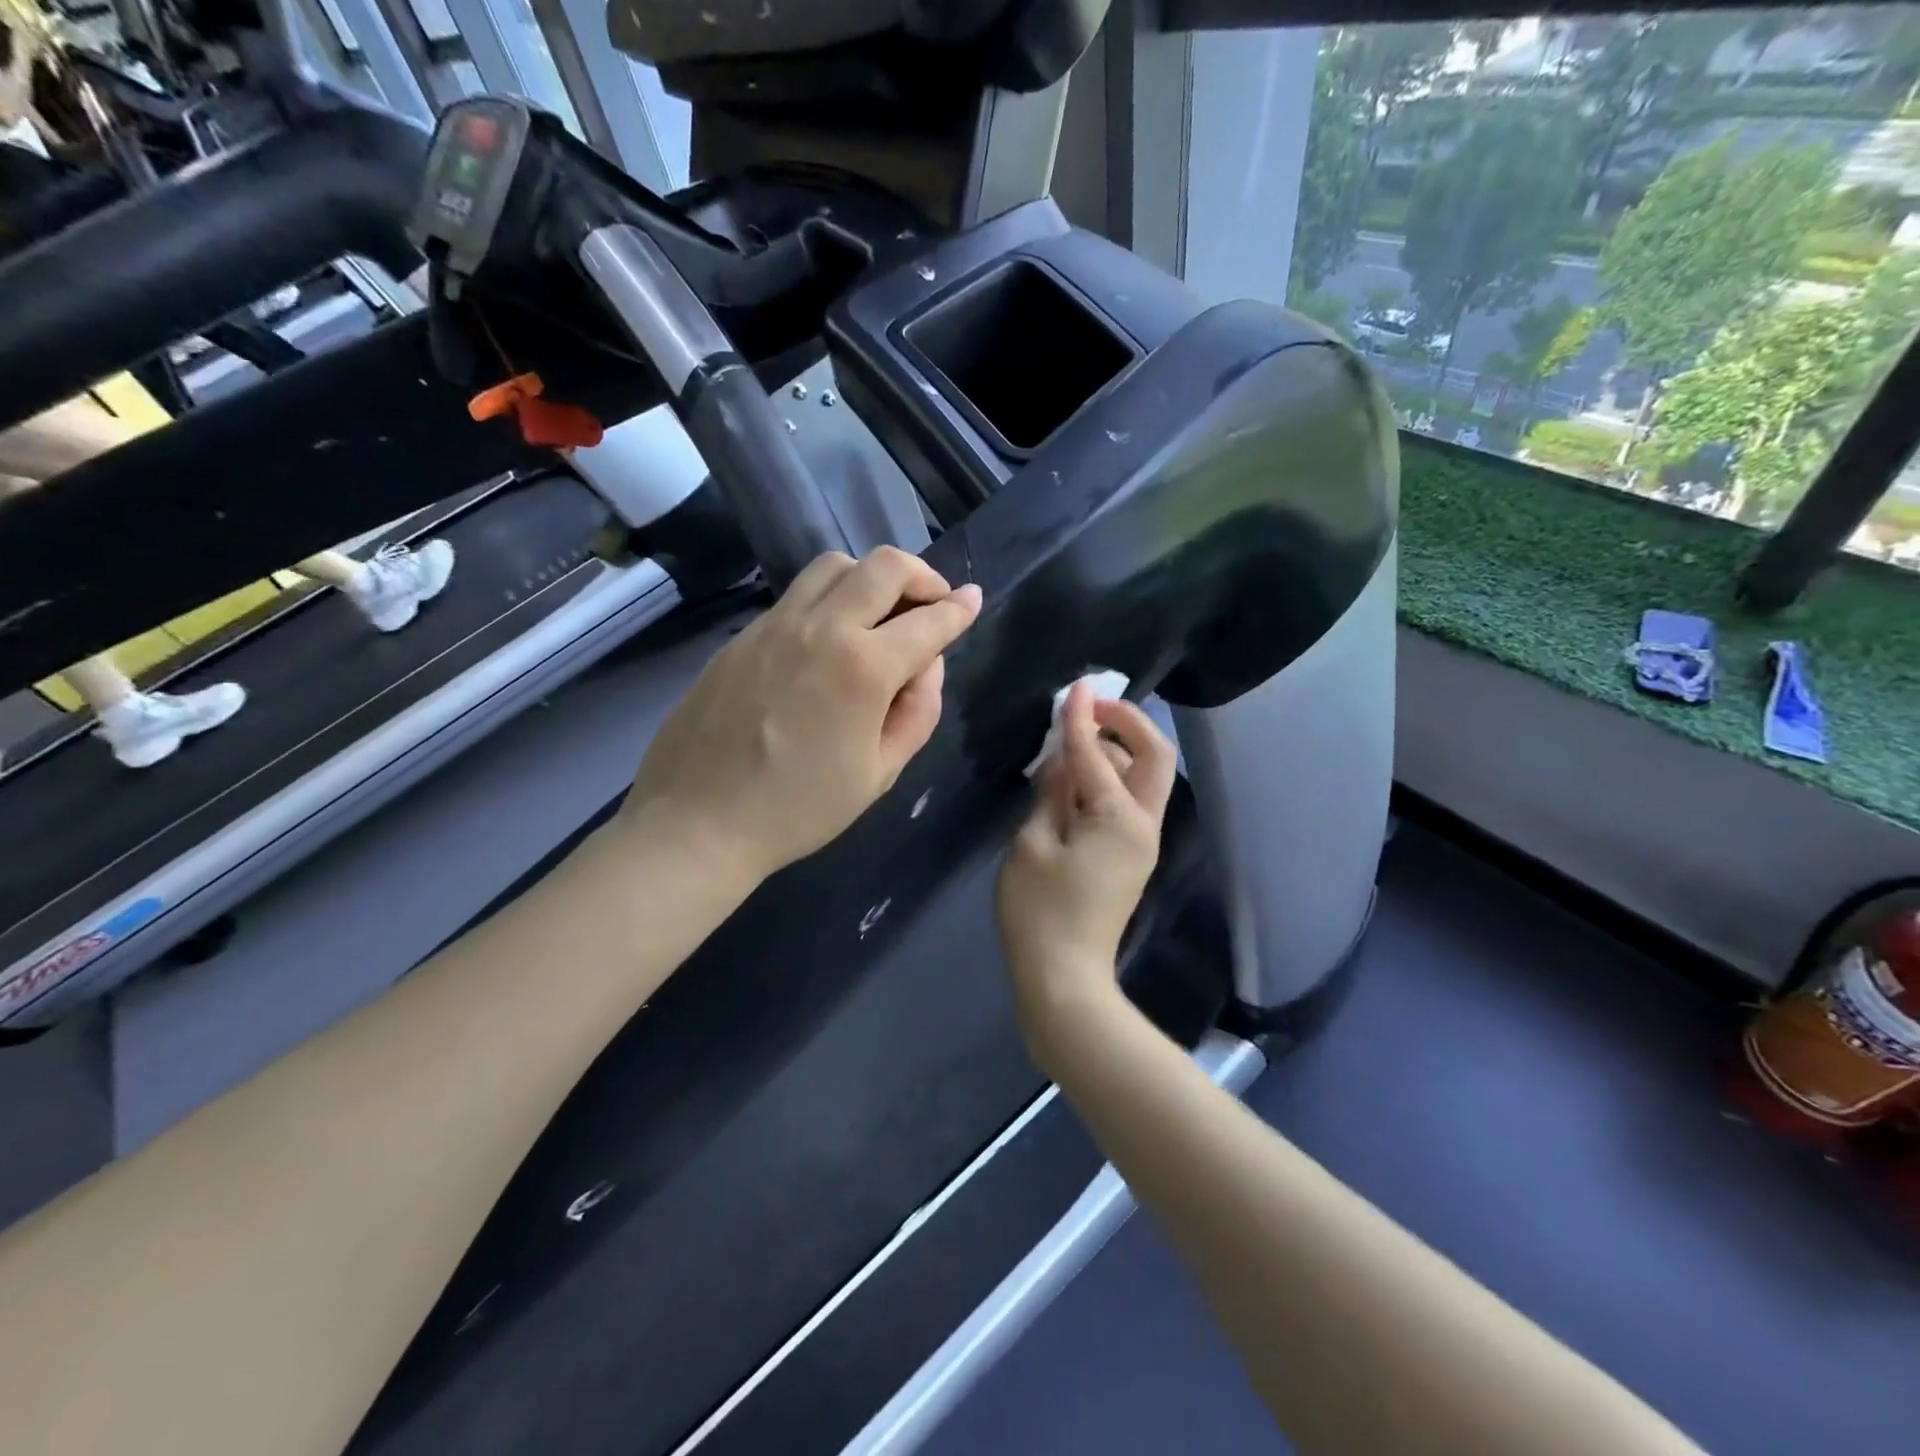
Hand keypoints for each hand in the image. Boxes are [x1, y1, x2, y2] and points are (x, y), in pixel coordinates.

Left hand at [626, 547, 981, 887]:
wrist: (697, 822)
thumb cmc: (799, 809)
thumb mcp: (878, 774)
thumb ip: (917, 713)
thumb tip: (927, 667)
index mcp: (863, 668)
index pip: (928, 621)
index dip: (959, 609)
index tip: (973, 600)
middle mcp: (821, 628)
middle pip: (883, 566)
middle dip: (922, 575)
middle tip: (933, 601)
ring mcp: (775, 625)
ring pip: (834, 565)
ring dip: (870, 576)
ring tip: (881, 611)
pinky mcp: (743, 635)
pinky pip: (797, 596)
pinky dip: (829, 600)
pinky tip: (829, 640)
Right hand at [996, 683, 1177, 1036]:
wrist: (1064, 979)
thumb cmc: (1039, 912)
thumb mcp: (1031, 844)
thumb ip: (1050, 794)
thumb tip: (1062, 759)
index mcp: (1118, 819)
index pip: (1096, 753)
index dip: (1081, 718)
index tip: (1075, 686)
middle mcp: (1143, 824)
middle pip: (1153, 757)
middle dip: (1127, 723)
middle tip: (1090, 707)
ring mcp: (1141, 842)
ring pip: (1144, 777)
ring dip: (1118, 749)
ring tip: (1076, 737)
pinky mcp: (1131, 856)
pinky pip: (1129, 801)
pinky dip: (1110, 778)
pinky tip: (1077, 776)